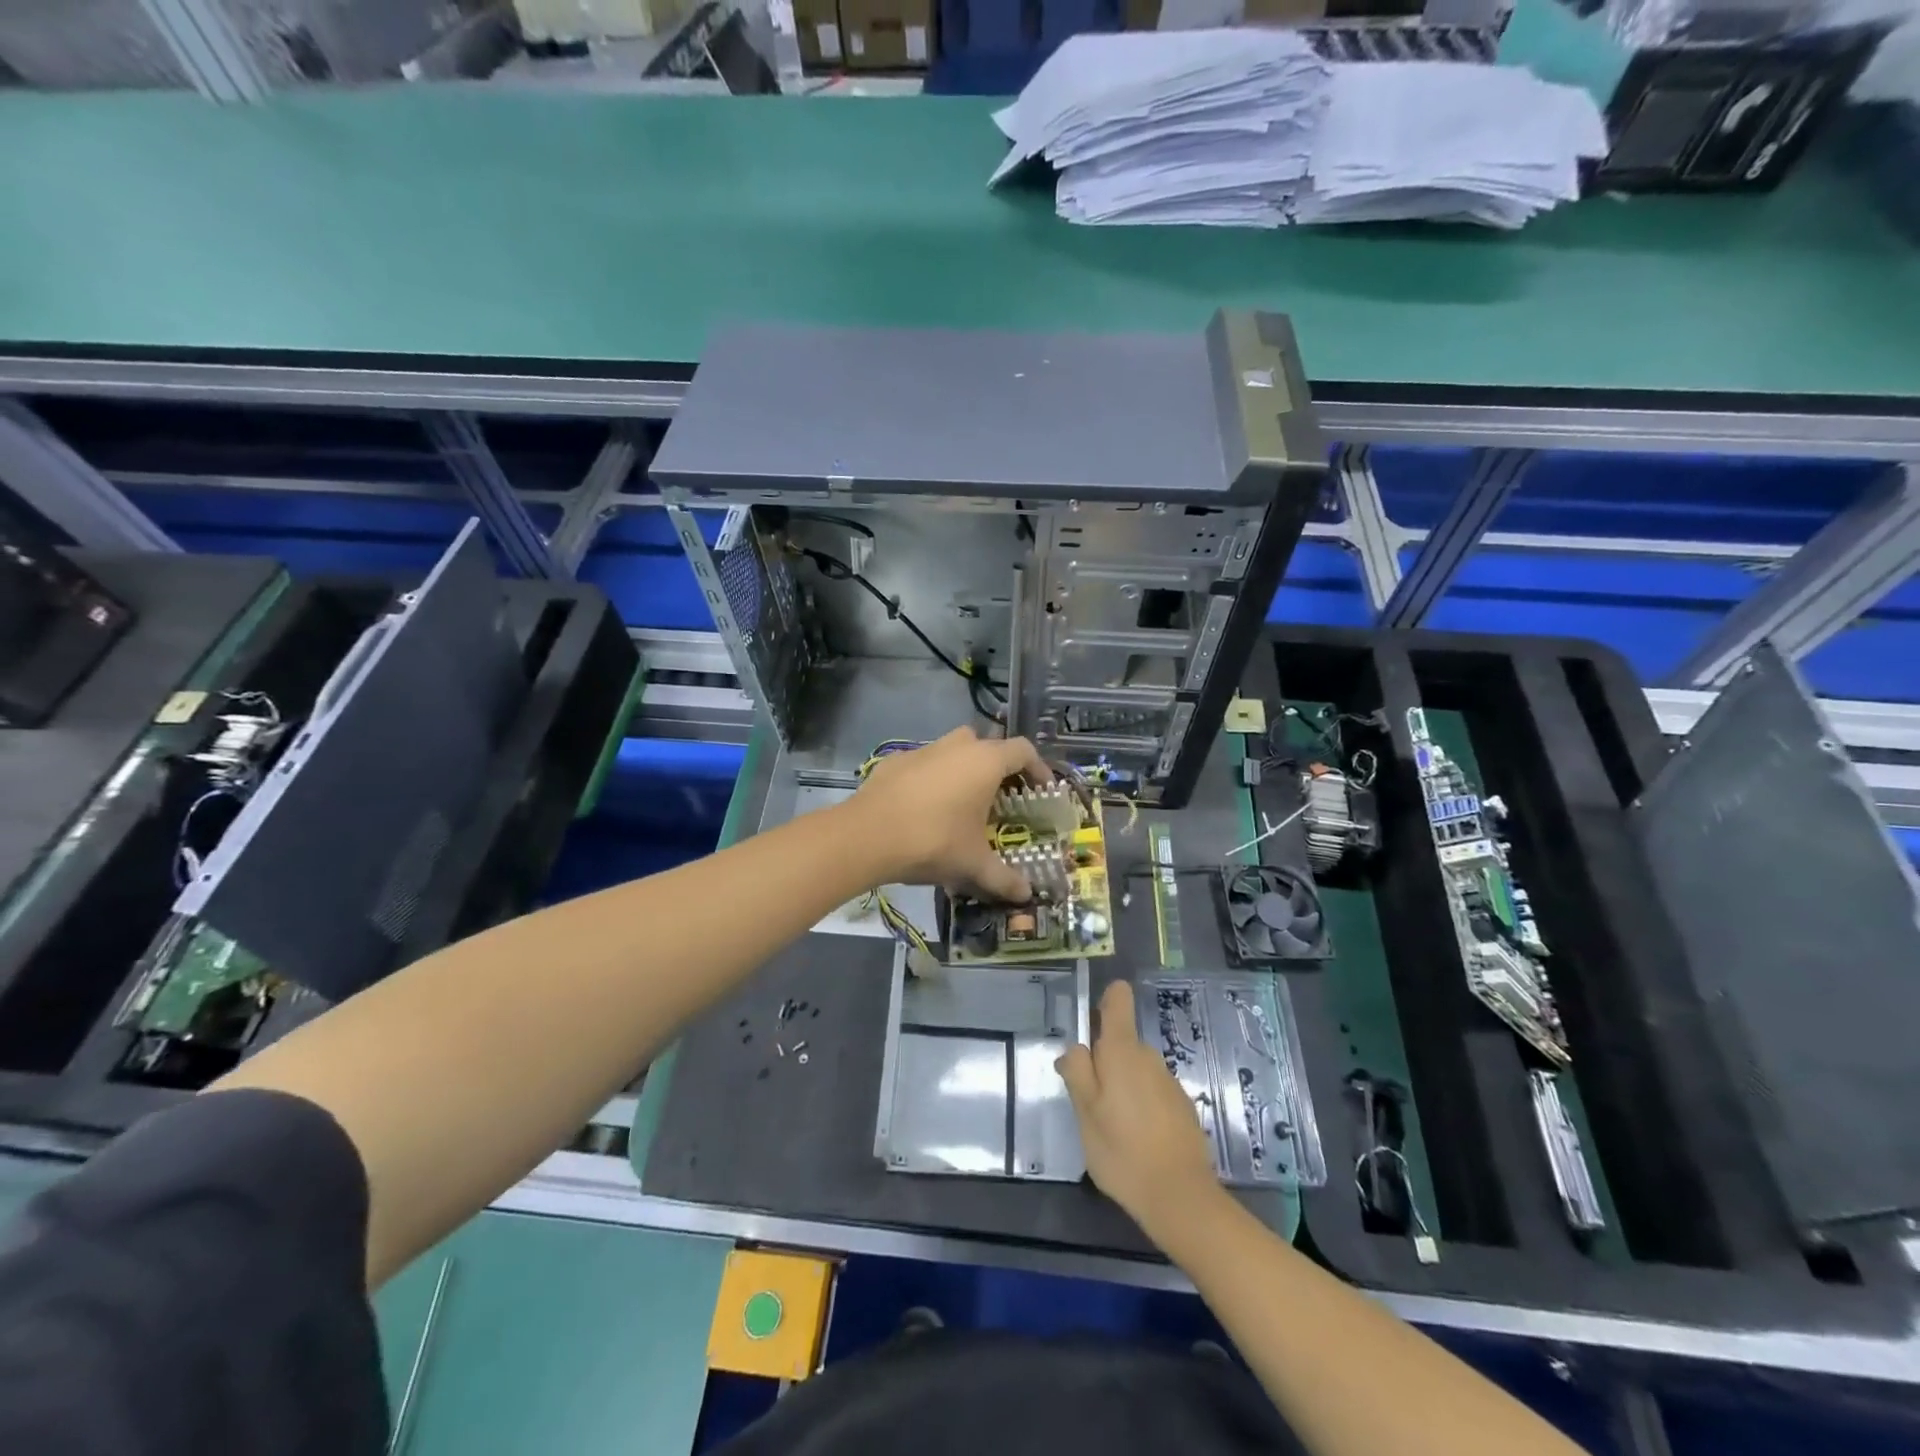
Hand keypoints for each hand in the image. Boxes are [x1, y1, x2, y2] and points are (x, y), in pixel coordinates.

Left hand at [850, 728, 1049, 901]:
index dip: (1038, 769)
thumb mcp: (974, 864)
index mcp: (985, 762)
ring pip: (953, 750)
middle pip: (988, 745)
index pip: (1023, 751)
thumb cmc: (934, 841)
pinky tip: (926, 807)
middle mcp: (957, 746)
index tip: (1041, 790)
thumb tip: (1026, 895)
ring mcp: (923, 750)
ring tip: (964, 803)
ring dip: (964, 770)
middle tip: (1002, 798)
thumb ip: (1004, 878)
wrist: (867, 835)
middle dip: (998, 768)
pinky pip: (924, 764)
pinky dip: (933, 778)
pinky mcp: (895, 761)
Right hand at [1057, 981, 1223, 1239]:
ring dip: (1122, 1086)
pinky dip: (1141, 1105)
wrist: (1181, 1198)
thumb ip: (1077, 1072)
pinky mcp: (1182, 1106)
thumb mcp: (1085, 1113)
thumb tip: (1075, 1049)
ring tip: (1111, 1126)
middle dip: (1104, 1062)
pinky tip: (1136, 1140)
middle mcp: (1149, 1056)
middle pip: (1121, 1041)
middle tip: (1090, 1102)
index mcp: (1122, 1050)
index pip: (1118, 999)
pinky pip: (1152, 1091)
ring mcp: (1169, 1081)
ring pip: (1136, 1069)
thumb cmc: (1122, 1151)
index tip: (1091, 1025)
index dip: (1105, 1001)